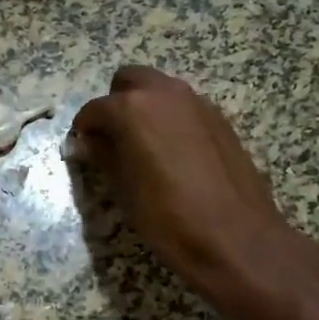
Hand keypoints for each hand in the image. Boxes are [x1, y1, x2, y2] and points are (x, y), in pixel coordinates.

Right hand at [70, 67, 297, 314]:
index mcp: (132, 108)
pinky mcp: (220, 119)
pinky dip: (171, 120)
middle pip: (129, 81)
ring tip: (142, 148)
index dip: (84, 130)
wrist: (235, 238)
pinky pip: (184, 108)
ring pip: (160, 91)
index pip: (94, 109)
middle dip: (115, 104)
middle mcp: (165, 94)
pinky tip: (173, 155)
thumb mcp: (123, 190)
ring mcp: (197, 103)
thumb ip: (102, 156)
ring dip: (145, 108)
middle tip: (112, 139)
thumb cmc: (167, 218)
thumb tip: (88, 143)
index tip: (83, 149)